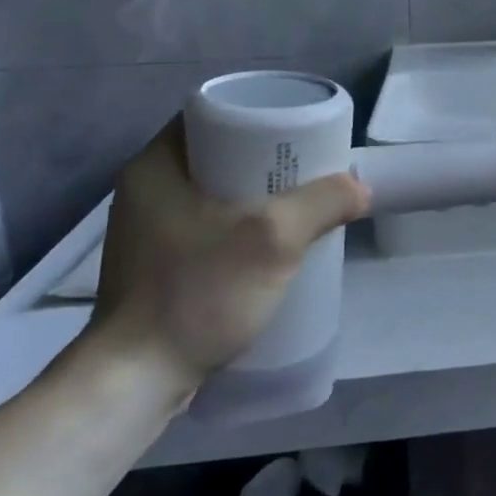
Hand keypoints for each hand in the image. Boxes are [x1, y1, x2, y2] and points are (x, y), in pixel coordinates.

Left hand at [86, 118, 369, 396]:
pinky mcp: (157, 265)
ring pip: (215, 192)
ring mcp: (148, 230)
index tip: (297, 129)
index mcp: (155, 166)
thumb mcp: (274, 238)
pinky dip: (241, 224)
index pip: (212, 114)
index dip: (259, 114)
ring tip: (300, 203)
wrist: (135, 381)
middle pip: (219, 153)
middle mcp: (145, 190)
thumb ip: (323, 203)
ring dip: (257, 194)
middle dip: (267, 158)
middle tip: (309, 167)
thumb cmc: (198, 293)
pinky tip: (271, 243)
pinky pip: (209, 225)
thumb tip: (360, 188)